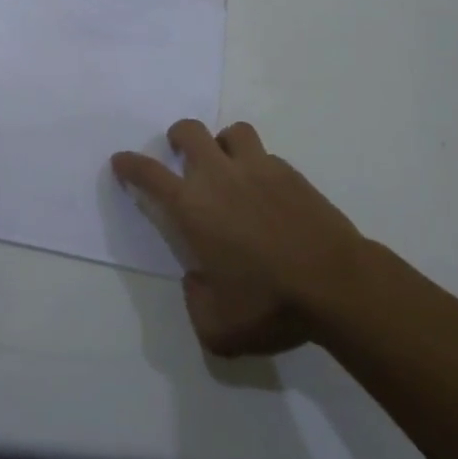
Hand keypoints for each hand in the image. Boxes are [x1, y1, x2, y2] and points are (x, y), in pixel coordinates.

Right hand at [113, 120, 364, 357]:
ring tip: (228, 165)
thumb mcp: (218, 327)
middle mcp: (220, 176)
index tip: (121, 161)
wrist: (336, 284)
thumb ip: (195, 302)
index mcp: (193, 207)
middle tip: (180, 154)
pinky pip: (267, 156)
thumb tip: (196, 280)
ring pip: (232, 132)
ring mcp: (258, 168)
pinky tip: (267, 193)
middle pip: (189, 131)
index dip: (129, 164)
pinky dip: (258, 166)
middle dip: (178, 137)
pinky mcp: (291, 173)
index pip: (148, 173)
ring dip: (222, 143)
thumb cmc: (270, 304)